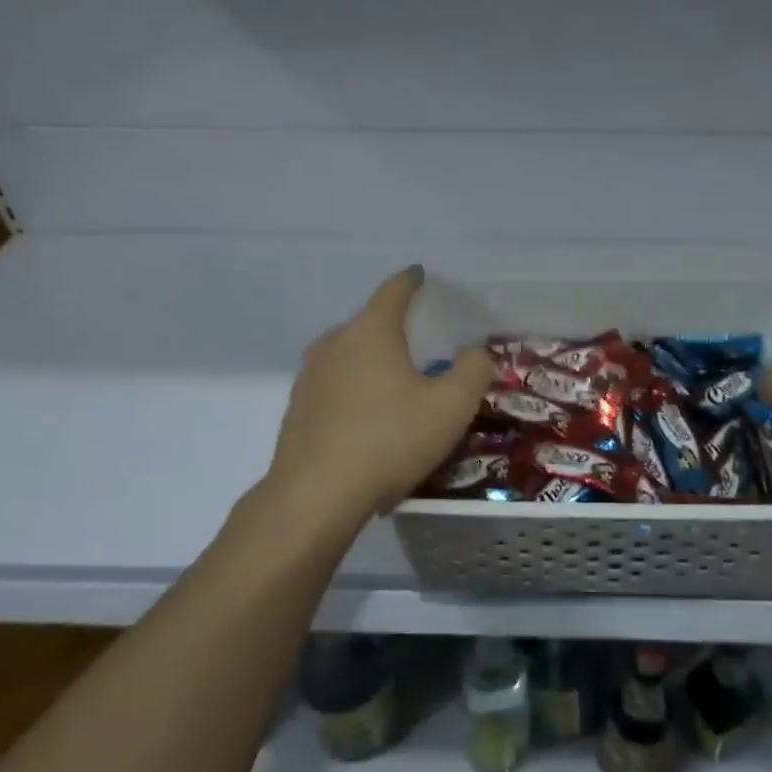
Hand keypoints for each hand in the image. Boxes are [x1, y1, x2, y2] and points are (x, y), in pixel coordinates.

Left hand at [262, 266, 497, 526]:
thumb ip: (473, 370)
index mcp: (370, 331)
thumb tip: (474, 352)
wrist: (316, 497)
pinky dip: (356, 393)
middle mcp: (334, 344)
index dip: (412, 281)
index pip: (394, 291)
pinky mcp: (297, 410)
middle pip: (369, 324)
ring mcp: (309, 377)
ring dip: (374, 364)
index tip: (421, 275)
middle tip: (422, 346)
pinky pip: (335, 388)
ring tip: (398, 386)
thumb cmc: (390, 440)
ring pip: (350, 357)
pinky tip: (372, 423)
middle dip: (395, 329)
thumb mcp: (451, 406)